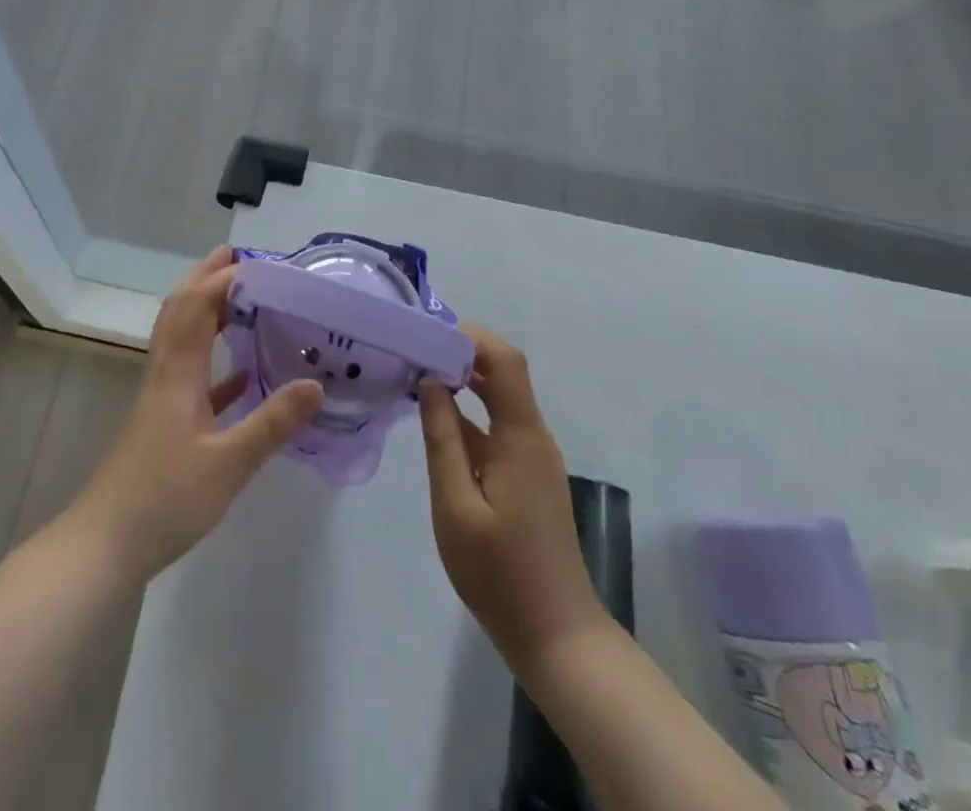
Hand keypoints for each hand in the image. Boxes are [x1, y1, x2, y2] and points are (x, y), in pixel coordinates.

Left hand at [68, 246, 322, 586]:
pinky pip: (190, 374)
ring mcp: (161, 397)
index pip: (198, 306)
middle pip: (181, 310)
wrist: (106, 544)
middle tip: (238, 257)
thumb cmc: (165, 499)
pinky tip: (240, 374)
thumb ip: (272, 423)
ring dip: (206, 310)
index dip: (224, 278)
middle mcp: (166, 373)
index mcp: (178, 373)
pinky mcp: (163, 421)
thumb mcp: (228, 465)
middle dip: (205, 277)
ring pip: (182, 337)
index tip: (261, 263)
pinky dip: (214, 360)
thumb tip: (316, 383)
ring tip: (239, 297)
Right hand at [420, 325, 607, 672]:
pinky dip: (469, 412)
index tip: (427, 332)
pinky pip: (498, 427)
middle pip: (503, 373)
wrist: (556, 637)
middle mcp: (533, 436)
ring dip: (463, 381)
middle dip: (461, 353)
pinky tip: (436, 419)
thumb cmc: (500, 573)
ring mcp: (533, 457)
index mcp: (521, 436)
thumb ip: (442, 440)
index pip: (504, 362)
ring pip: (500, 399)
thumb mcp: (455, 506)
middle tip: (414, 348)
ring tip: (416, 374)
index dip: (470, 337)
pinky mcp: (528, 476)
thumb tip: (430, 382)